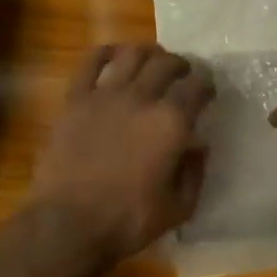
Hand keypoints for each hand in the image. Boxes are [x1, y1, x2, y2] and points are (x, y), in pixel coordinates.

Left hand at [28, 44, 214, 262]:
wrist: (68, 224)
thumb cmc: (128, 221)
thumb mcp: (178, 208)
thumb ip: (194, 172)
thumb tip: (199, 146)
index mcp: (171, 123)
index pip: (197, 86)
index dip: (207, 84)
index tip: (208, 90)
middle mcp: (141, 98)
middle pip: (166, 63)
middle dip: (181, 65)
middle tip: (183, 74)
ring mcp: (105, 95)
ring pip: (132, 54)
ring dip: (148, 53)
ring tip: (153, 60)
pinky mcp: (75, 100)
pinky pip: (90, 63)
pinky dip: (106, 52)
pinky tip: (114, 54)